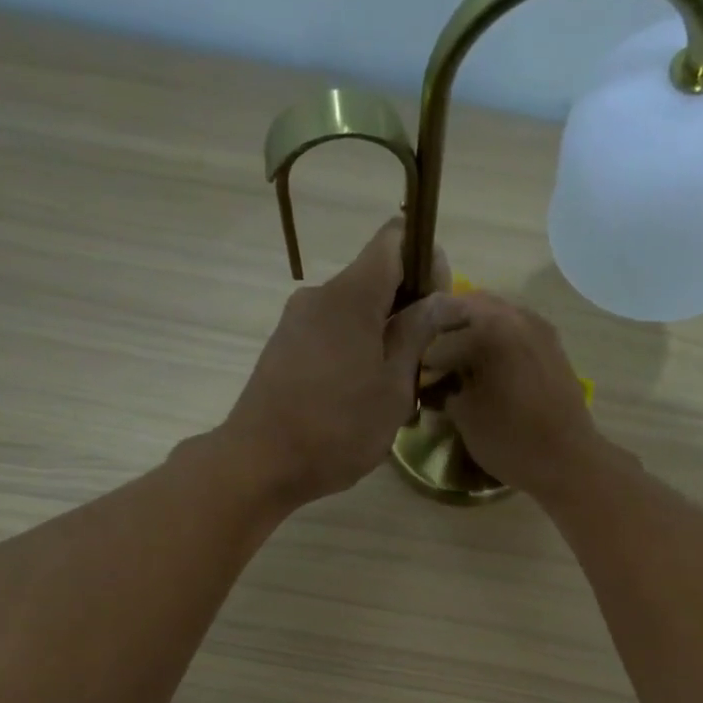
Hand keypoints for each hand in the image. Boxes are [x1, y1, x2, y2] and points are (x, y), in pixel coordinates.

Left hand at [219, 219, 447, 507]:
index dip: (425, 262)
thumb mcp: (393, 388)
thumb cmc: (338, 428)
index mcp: (351, 294)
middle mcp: (319, 294)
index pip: (395, 239)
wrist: (260, 464)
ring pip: (353, 313)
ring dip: (380, 340)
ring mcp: (296, 321)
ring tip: (391, 393)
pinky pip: (330, 335)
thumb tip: (443, 299)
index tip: (437, 307)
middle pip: (375, 279)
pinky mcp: (283, 348)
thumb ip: (418, 335)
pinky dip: (353, 354)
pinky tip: (358, 400)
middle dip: (406, 311)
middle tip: (422, 363)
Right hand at [421, 292, 603, 497]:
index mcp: (490, 328)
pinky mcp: (551, 346)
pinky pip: (514, 329)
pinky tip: (484, 366)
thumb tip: (436, 383)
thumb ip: (444, 390)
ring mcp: (538, 328)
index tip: (411, 372)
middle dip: (444, 328)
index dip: (421, 354)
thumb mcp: (465, 417)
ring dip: (471, 331)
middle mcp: (516, 316)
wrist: (568, 460)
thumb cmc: (511, 440)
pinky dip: (494, 340)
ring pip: (494, 315)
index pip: (440, 332)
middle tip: (428, 356)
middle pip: (468, 307)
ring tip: (454, 361)